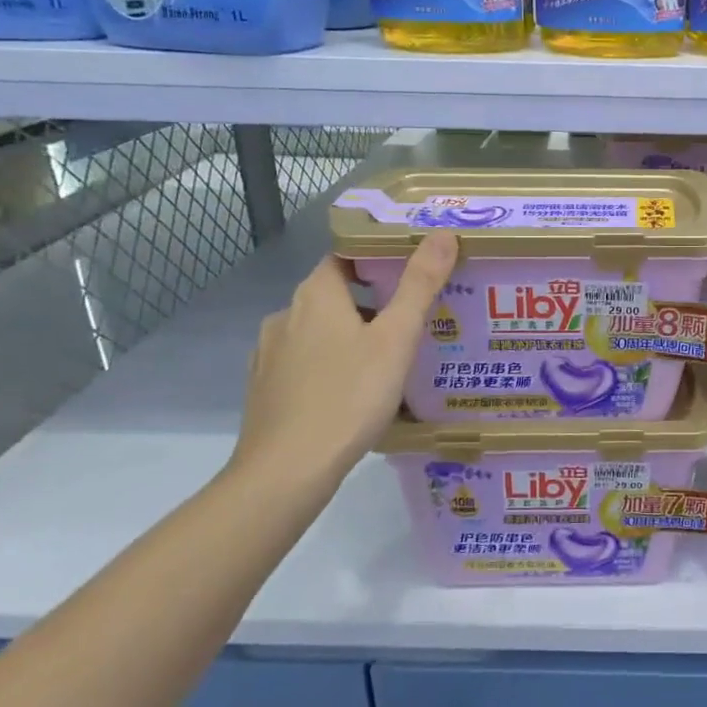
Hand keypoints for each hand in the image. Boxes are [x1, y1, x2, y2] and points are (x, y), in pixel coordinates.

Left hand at [230, 232, 457, 483]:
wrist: (286, 472)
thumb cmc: (348, 396)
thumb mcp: (396, 339)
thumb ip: (419, 285)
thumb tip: (441, 234)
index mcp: (316, 295)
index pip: (344, 256)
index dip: (376, 257)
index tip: (412, 271)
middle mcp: (286, 315)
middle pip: (334, 294)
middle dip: (372, 301)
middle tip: (412, 319)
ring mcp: (269, 354)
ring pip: (319, 331)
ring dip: (351, 335)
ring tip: (390, 358)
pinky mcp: (265, 388)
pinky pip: (305, 362)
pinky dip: (330, 364)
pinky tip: (353, 392)